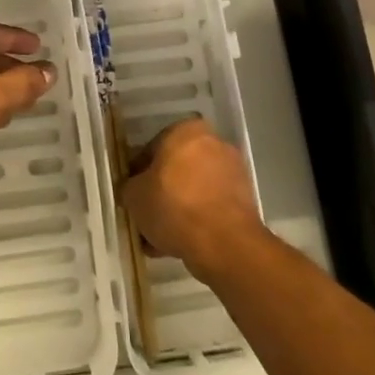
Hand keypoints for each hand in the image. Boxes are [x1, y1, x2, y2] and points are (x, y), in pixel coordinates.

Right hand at [121, 118, 263, 277]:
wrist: (224, 243)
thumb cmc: (174, 206)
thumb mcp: (135, 196)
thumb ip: (130, 186)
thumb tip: (135, 189)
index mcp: (186, 130)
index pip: (152, 149)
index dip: (138, 174)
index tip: (132, 195)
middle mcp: (213, 143)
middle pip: (176, 169)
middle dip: (160, 192)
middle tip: (145, 216)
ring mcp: (232, 171)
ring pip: (193, 190)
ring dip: (176, 209)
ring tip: (159, 238)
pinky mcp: (244, 199)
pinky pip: (209, 207)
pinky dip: (195, 220)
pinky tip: (178, 244)